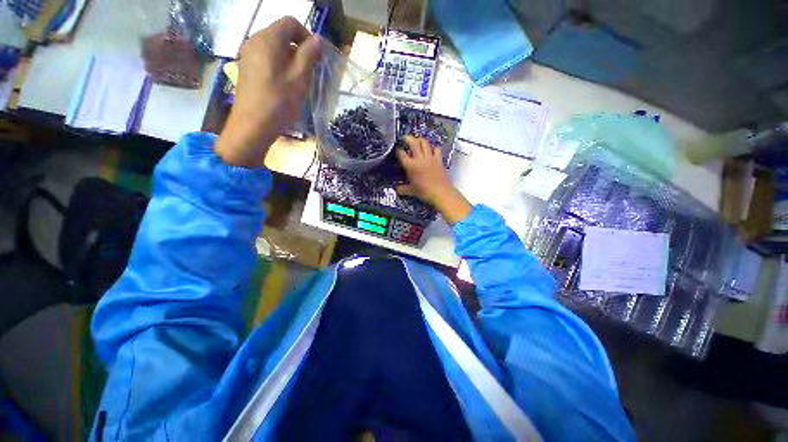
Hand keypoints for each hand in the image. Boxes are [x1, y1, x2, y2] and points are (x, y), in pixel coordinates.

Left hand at [215, 17, 321, 166]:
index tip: (316, 58)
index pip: (290, 23)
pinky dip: (279, 65)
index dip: (307, 36)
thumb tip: (317, 39)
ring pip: (274, 47)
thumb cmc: (279, 102)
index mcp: (267, 39)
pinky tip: (284, 85)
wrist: (252, 126)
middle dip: (299, 48)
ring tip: (298, 81)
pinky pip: (266, 58)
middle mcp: (254, 40)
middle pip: (281, 33)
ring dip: (290, 58)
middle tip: (310, 72)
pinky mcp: (246, 68)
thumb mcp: (299, 78)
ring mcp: (248, 54)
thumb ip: (309, 55)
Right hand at [396, 136, 471, 224]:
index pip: (401, 154)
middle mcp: (419, 158)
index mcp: (410, 165)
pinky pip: (436, 149)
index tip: (397, 150)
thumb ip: (402, 189)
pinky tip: (431, 150)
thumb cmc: (423, 191)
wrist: (440, 192)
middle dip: (407, 138)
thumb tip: (396, 189)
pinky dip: (433, 148)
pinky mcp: (438, 159)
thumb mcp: (411, 191)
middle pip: (413, 143)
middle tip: (404, 138)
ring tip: (417, 140)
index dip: (398, 150)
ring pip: (424, 143)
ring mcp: (430, 157)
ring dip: (419, 140)